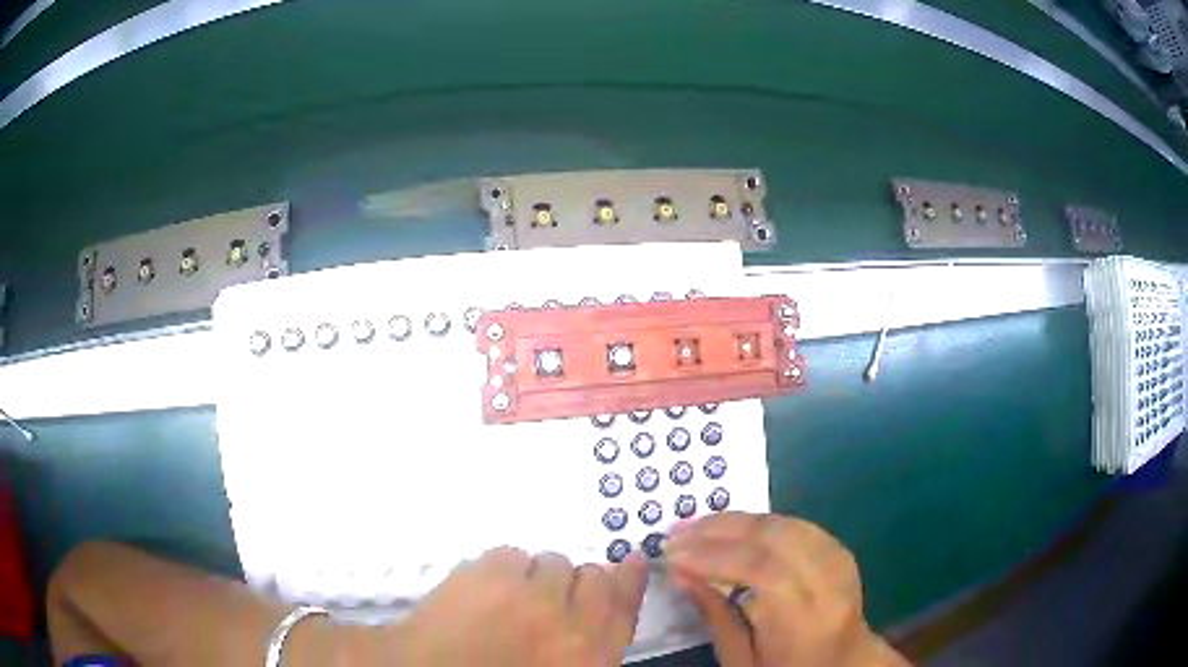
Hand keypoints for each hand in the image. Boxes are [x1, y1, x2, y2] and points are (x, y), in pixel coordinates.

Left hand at [388, 547, 648, 666]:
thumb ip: (582, 648)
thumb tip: (588, 617)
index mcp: (588, 657)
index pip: (623, 609)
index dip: (629, 582)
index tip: (631, 561)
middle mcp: (569, 622)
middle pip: (593, 577)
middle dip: (575, 583)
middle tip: (546, 597)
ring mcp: (529, 595)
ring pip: (551, 561)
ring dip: (536, 576)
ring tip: (506, 598)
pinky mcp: (490, 573)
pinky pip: (511, 554)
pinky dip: (500, 568)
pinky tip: (480, 590)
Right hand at [664, 512, 908, 666]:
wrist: (844, 665)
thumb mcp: (742, 661)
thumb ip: (715, 617)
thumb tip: (681, 574)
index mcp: (806, 621)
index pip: (763, 571)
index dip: (715, 556)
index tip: (672, 554)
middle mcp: (830, 584)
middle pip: (777, 539)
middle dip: (721, 530)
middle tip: (679, 532)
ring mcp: (841, 563)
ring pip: (789, 525)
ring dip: (739, 521)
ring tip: (700, 525)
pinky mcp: (841, 552)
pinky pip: (800, 525)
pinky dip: (764, 523)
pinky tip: (738, 528)